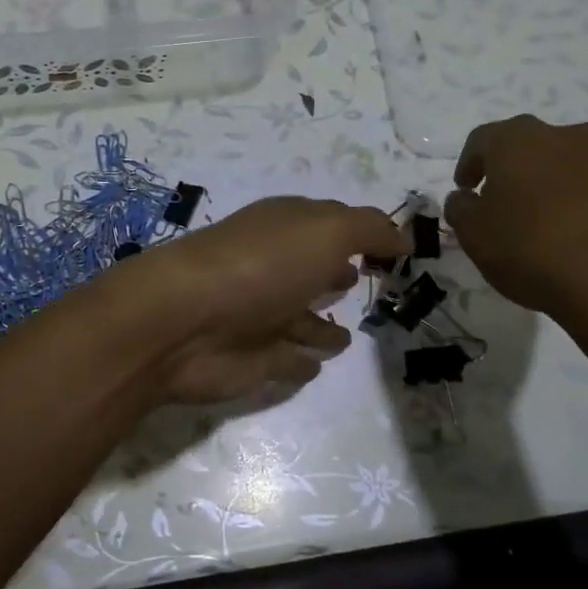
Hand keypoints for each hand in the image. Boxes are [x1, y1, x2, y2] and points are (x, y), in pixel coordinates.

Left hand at [121, 196, 410, 403]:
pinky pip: (287, 359)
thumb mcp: (325, 231)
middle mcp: (273, 267)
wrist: (184, 323)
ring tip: (348, 335)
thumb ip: (369, 230)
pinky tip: (315, 365)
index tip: (396, 248)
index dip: (361, 232)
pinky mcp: (254, 359)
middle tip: (373, 282)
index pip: (329, 223)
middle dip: (337, 274)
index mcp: (285, 228)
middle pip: (312, 270)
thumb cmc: (259, 265)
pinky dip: (301, 361)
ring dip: (321, 325)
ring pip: (300, 318)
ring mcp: (261, 315)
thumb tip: (403, 238)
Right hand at [445, 116, 587, 325]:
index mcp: (522, 141)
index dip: (470, 163)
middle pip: (537, 147)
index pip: (484, 139)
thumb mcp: (474, 235)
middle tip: (510, 205)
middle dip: (521, 172)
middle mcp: (573, 139)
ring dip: (564, 188)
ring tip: (556, 228)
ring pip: (581, 168)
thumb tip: (465, 198)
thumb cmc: (532, 251)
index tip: (466, 190)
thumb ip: (461, 209)